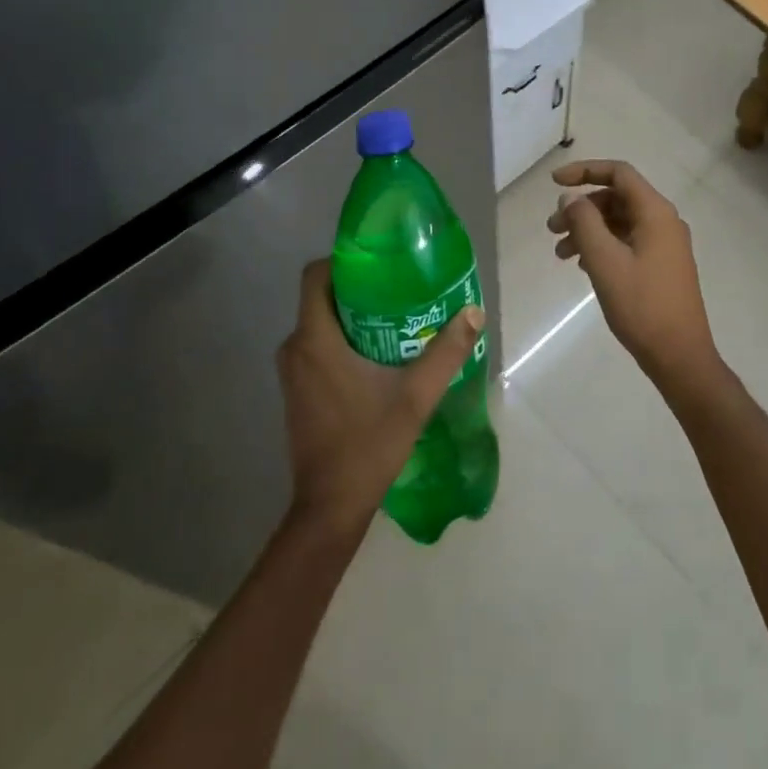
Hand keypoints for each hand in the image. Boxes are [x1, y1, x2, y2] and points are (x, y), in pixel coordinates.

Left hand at [277, 260, 483, 537]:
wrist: (330, 508)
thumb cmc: (368, 444)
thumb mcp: (416, 395)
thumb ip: (446, 351)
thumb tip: (474, 312)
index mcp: (315, 340)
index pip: (316, 275)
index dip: (345, 260)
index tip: (381, 262)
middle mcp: (296, 348)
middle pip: (322, 297)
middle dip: (360, 287)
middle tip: (400, 287)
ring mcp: (293, 372)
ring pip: (321, 322)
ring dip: (354, 315)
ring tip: (396, 316)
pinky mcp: (298, 391)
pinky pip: (319, 346)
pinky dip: (344, 339)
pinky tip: (379, 353)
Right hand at [547, 160, 720, 392]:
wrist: (680, 357)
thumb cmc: (642, 306)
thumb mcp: (605, 262)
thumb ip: (584, 223)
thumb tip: (571, 198)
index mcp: (656, 212)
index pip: (619, 173)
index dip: (585, 171)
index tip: (554, 183)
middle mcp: (664, 221)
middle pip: (617, 198)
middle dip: (581, 208)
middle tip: (551, 230)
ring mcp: (666, 245)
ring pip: (620, 222)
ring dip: (589, 230)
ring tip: (560, 254)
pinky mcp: (662, 266)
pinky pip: (628, 242)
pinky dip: (603, 246)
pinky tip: (583, 266)